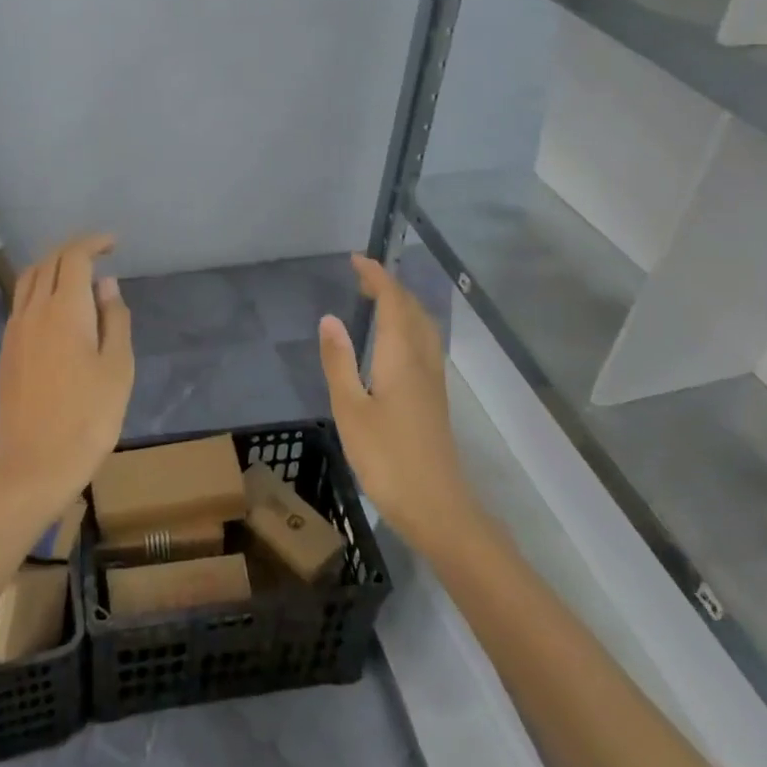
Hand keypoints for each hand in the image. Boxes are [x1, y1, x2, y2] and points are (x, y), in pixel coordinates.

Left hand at [0, 233, 133, 517]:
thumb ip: (114, 320)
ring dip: (53, 266)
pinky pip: (21, 303)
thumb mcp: (118, 368)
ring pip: (28, 280)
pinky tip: (56, 308)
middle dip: (74, 249)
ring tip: (77, 274)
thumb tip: (106, 285)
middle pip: (48, 262)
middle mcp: (33, 311)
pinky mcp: (6, 352)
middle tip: (100, 253)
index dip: (93, 243)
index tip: (114, 244)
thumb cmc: (88, 418)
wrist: (34, 466)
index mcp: (64, 310)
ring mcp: (14, 331)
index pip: (74, 257)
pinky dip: (40, 289)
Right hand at [319, 254, 471, 549]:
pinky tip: (394, 343)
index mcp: (401, 357)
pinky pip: (424, 344)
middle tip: (362, 276)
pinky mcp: (434, 399)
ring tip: (377, 300)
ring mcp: (433, 381)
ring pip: (423, 327)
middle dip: (390, 286)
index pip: (393, 302)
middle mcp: (422, 361)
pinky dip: (408, 326)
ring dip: (402, 305)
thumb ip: (339, 362)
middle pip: (413, 310)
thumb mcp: (350, 409)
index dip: (377, 277)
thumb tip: (329, 318)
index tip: (356, 259)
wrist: (437, 507)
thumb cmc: (387, 458)